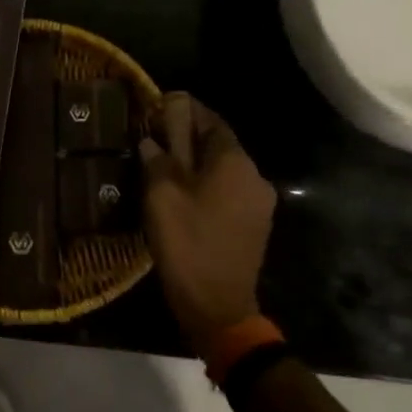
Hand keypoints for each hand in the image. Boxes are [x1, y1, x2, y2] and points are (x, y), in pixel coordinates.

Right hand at [138, 93, 276, 350]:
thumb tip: (152, 141)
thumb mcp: (161, 197)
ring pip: (224, 170)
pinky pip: (229, 192)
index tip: (161, 105)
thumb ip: (157, 161)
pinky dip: (208, 186)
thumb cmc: (187, 244)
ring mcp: (259, 203)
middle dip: (189, 138)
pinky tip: (184, 196)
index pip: (211, 121)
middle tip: (157, 138)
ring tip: (165, 168)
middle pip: (220, 145)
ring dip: (197, 164)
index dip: (186, 110)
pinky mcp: (255, 225)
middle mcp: (254, 176)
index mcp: (235, 163)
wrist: (218, 305)